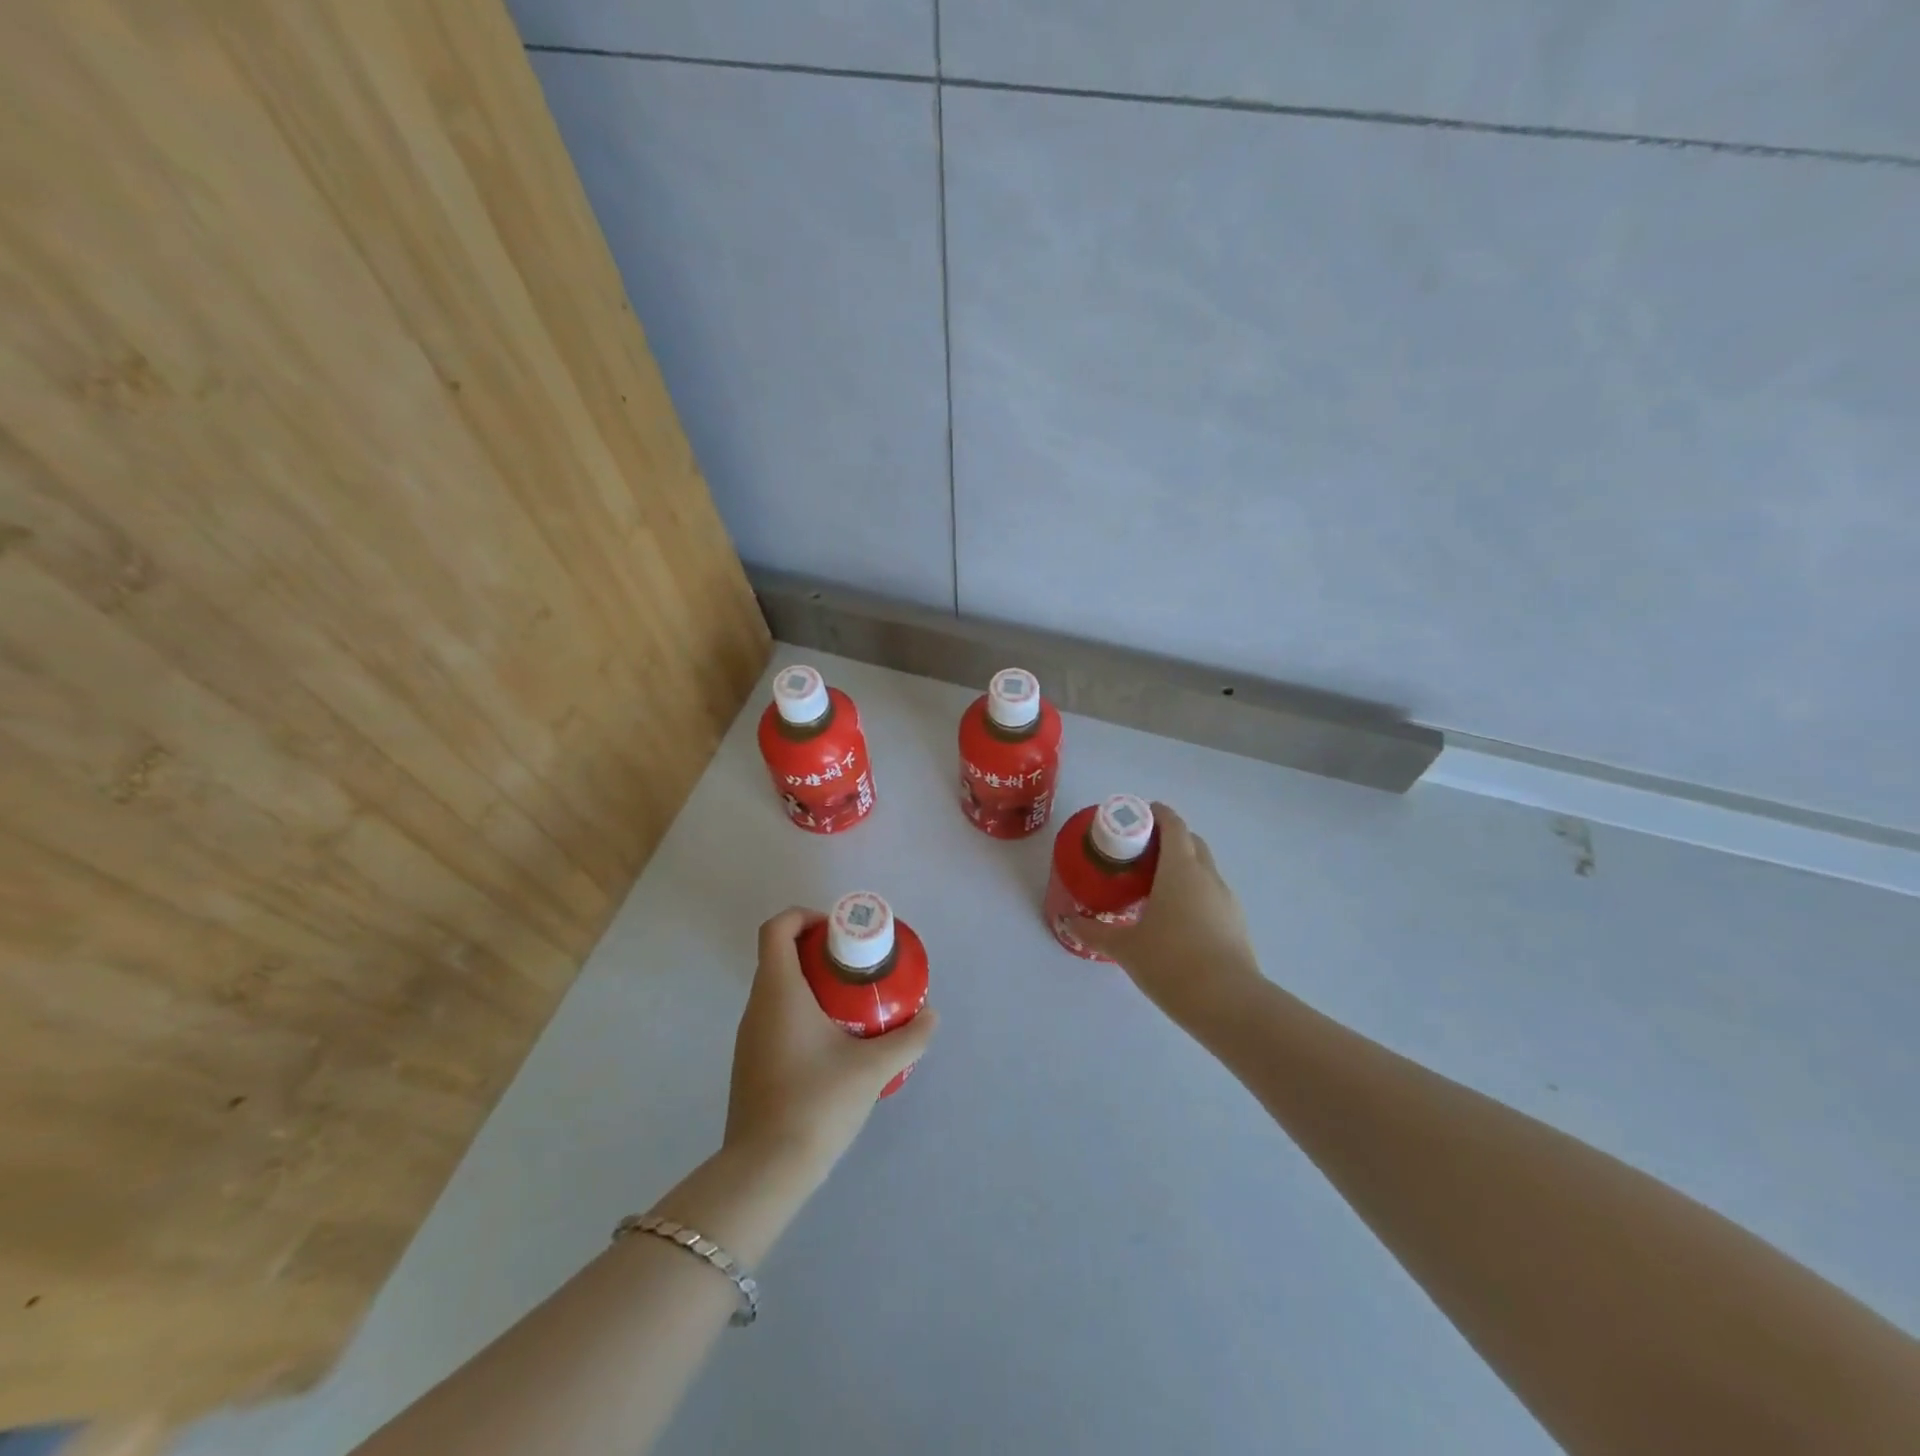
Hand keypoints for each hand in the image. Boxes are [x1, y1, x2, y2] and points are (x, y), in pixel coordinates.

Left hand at [724, 908, 938, 1177]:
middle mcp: (757, 1006)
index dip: (805, 916)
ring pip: (777, 989)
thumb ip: (908, 1038)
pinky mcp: (750, 1063)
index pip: (777, 928)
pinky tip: (832, 1043)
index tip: (839, 933)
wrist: (765, 1171)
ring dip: (811, 983)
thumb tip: (931, 1016)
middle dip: (818, 951)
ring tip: (852, 1004)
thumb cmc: (817, 1103)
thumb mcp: (873, 1068)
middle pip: (779, 955)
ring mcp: (749, 1037)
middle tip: (857, 968)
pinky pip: (774, 1018)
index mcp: (779, 991)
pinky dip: (801, 1012)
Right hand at [1070, 803, 1261, 1022]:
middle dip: (1169, 839)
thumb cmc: (1171, 962)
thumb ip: (1096, 931)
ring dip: (1183, 867)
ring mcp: (1226, 900)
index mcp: (1180, 869)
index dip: (1157, 814)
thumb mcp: (1125, 947)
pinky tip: (1177, 918)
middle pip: (1191, 842)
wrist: (1228, 1003)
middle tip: (1140, 852)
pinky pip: (1212, 895)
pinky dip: (1194, 893)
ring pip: (1205, 869)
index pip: (1173, 825)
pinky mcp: (1236, 924)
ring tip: (1155, 887)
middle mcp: (1207, 876)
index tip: (1138, 816)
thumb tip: (1070, 921)